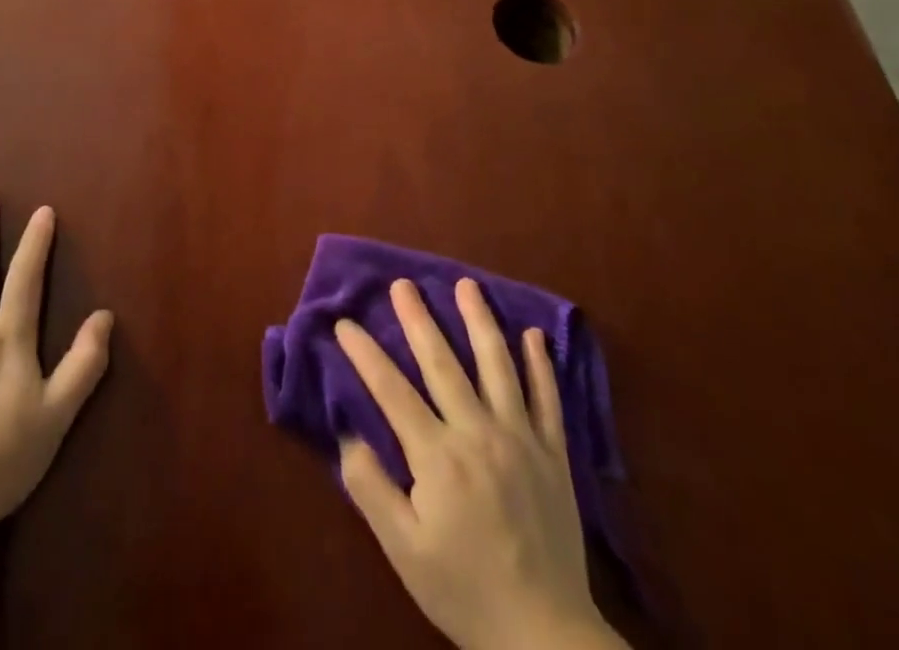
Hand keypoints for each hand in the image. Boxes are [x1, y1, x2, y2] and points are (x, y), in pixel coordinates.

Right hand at [335, 280, 621, 649]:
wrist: (545, 638)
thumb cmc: (464, 590)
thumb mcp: (403, 549)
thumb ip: (370, 487)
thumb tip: (346, 432)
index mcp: (438, 456)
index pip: (392, 390)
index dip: (365, 353)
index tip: (345, 323)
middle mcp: (479, 434)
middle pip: (443, 362)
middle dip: (418, 318)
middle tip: (403, 283)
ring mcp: (521, 440)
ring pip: (498, 366)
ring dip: (480, 321)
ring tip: (467, 285)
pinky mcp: (554, 455)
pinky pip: (548, 399)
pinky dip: (540, 364)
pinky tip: (534, 334)